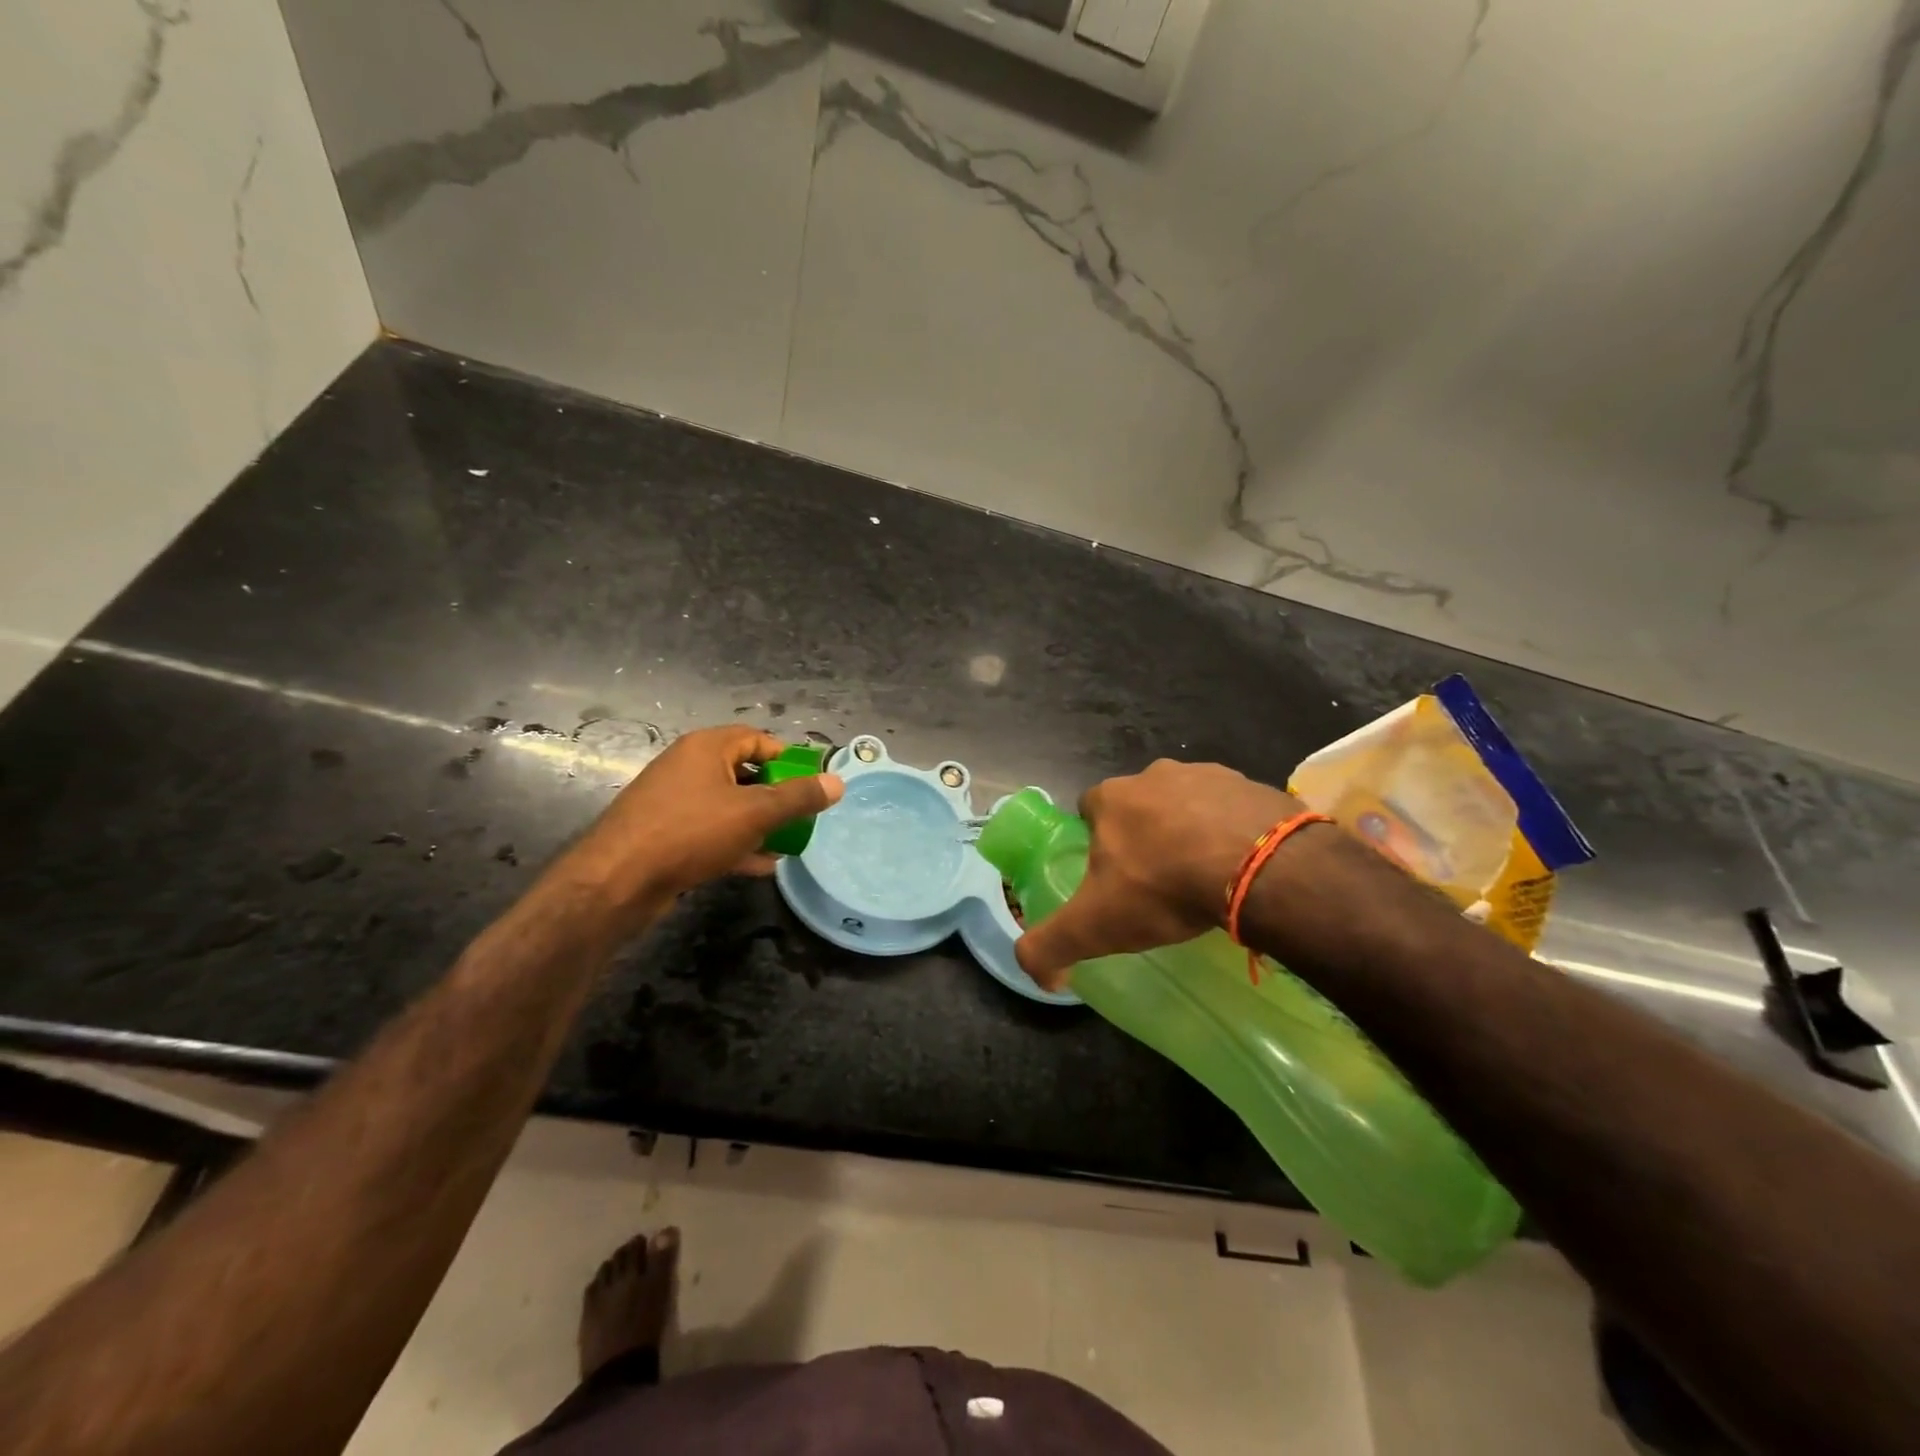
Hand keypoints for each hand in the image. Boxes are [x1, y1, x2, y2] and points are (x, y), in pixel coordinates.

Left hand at [552, 725, 842, 932]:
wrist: (618, 880)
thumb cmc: (691, 832)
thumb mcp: (755, 812)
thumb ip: (798, 797)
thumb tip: (837, 782)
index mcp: (706, 748)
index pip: (757, 739)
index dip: (788, 758)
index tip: (811, 783)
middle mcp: (688, 767)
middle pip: (744, 772)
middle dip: (776, 796)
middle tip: (801, 816)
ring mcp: (674, 802)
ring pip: (728, 805)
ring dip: (758, 824)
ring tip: (787, 844)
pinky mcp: (666, 834)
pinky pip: (711, 831)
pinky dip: (735, 843)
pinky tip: (758, 866)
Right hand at [1015, 760, 1310, 990]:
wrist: (1258, 869)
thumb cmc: (1163, 888)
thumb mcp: (1093, 926)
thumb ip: (1049, 947)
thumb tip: (1042, 978)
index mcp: (1111, 798)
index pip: (1090, 812)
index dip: (1098, 842)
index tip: (1114, 877)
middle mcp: (1155, 774)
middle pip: (1140, 805)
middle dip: (1145, 835)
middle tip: (1161, 881)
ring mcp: (1207, 774)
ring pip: (1187, 803)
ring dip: (1191, 831)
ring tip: (1207, 876)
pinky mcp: (1252, 786)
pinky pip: (1233, 809)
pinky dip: (1233, 831)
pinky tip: (1242, 867)